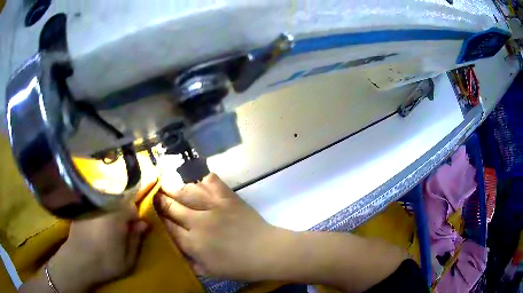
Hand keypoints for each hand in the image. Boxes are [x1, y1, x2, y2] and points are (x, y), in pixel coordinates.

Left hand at [48, 203, 148, 291]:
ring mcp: (91, 206)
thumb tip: (144, 224)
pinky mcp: (82, 209)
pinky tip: (97, 228)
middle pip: (119, 202)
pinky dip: (100, 213)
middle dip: (123, 215)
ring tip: (108, 230)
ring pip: (107, 203)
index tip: (132, 232)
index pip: (132, 208)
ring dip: (111, 213)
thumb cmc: (105, 263)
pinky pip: (96, 206)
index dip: (135, 220)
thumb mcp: (127, 259)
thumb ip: (136, 240)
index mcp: (117, 217)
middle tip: (121, 232)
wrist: (77, 261)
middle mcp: (104, 206)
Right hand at [154, 173, 280, 279]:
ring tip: (166, 182)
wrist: (266, 252)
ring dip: (174, 187)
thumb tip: (179, 253)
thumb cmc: (239, 266)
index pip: (168, 227)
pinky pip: (211, 182)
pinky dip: (202, 178)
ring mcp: (213, 207)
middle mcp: (197, 222)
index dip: (159, 218)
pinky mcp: (228, 198)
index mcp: (192, 243)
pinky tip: (196, 176)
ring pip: (187, 192)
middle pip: (172, 207)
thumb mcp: (211, 272)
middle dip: (161, 200)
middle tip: (156, 194)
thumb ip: (192, 263)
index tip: (153, 211)